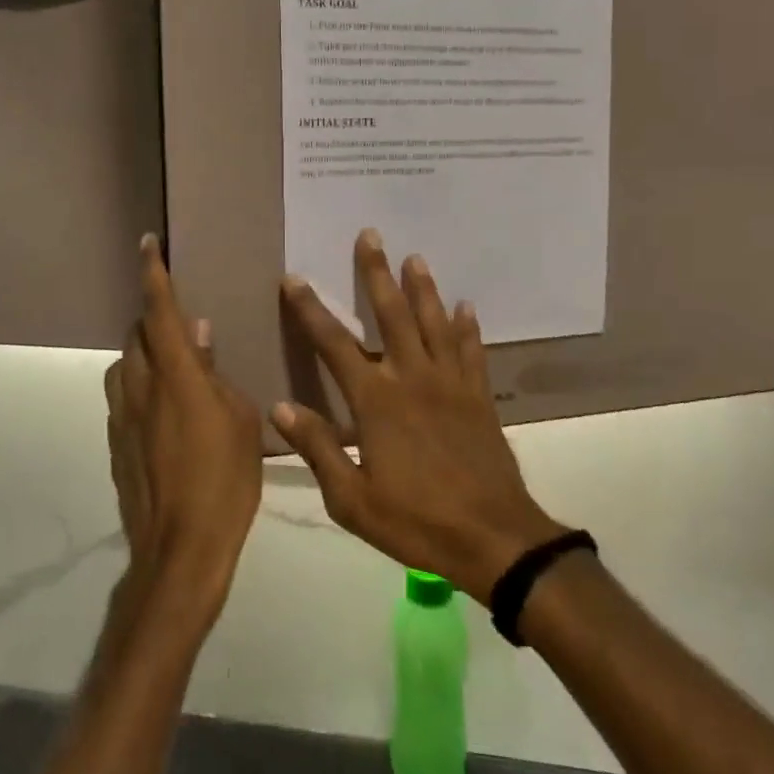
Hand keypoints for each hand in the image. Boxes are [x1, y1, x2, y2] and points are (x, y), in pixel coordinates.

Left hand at [104, 236, 263, 621]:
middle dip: (153, 321)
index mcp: (177, 378)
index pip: (160, 313)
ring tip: (172, 369)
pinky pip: (123, 399)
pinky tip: (164, 412)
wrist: (180, 550)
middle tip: (181, 327)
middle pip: (136, 336)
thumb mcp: (241, 420)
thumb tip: (198, 334)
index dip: (154, 275)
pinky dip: (139, 389)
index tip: (147, 244)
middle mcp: (141, 389)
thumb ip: (215, 373)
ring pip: (123, 367)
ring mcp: (122, 418)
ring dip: (143, 356)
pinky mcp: (115, 444)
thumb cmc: (225, 481)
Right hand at [271, 230, 565, 602]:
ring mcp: (450, 383)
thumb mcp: (352, 499)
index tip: (295, 278)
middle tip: (370, 235)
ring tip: (415, 257)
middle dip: (376, 273)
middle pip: (392, 314)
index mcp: (376, 402)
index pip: (334, 344)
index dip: (311, 309)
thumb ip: (318, 448)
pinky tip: (466, 306)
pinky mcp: (478, 396)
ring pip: (434, 322)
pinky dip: (467, 327)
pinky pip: (472, 351)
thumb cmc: (416, 521)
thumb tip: (280, 407)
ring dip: (423, 288)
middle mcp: (412, 378)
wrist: (493, 537)